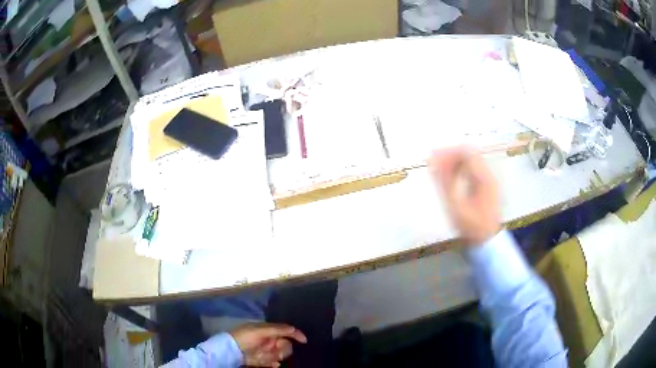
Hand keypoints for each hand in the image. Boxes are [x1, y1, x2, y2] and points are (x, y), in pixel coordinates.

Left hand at [230, 323, 306, 366]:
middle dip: (283, 349)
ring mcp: (265, 350)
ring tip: (270, 357)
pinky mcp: (262, 359)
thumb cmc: (245, 337)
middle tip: (277, 351)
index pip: (285, 331)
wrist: (230, 350)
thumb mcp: (260, 330)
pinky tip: (272, 364)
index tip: (304, 341)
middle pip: (285, 344)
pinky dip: (273, 363)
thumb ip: (277, 329)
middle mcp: (268, 339)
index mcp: (268, 330)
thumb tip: (293, 328)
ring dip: (277, 356)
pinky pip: (273, 361)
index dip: (295, 334)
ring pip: (280, 354)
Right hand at [428, 147, 500, 244]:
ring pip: (471, 160)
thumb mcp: (455, 206)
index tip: (433, 158)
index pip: (466, 153)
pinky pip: (474, 169)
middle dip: (450, 155)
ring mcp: (490, 179)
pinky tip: (451, 177)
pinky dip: (461, 169)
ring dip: (455, 162)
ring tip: (440, 170)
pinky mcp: (488, 185)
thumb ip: (444, 181)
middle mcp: (489, 174)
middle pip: (469, 154)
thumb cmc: (471, 226)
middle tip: (434, 163)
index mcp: (484, 178)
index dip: (448, 152)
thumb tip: (432, 160)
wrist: (487, 242)